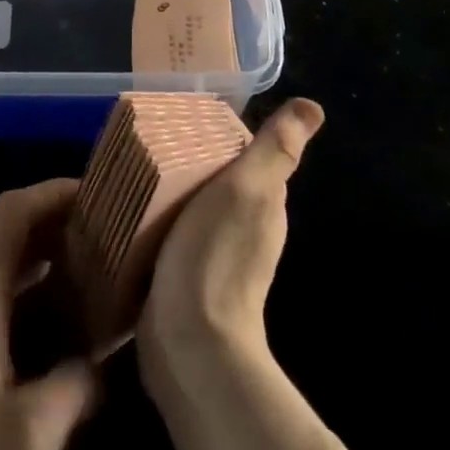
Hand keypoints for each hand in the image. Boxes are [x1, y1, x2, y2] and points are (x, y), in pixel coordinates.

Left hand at [0, 180, 102, 449]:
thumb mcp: (32, 430)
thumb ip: (77, 384)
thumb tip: (104, 360)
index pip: (10, 212)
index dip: (51, 192)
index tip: (99, 194)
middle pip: (10, 230)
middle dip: (59, 219)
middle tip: (111, 229)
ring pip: (8, 262)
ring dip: (50, 254)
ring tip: (100, 264)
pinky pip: (5, 294)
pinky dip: (39, 288)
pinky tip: (70, 317)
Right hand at [138, 98, 323, 380]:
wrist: (190, 343)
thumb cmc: (217, 254)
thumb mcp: (247, 188)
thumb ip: (275, 149)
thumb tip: (313, 106)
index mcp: (266, 205)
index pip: (246, 158)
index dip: (221, 139)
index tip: (186, 122)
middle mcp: (248, 231)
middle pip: (218, 182)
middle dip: (192, 163)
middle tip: (153, 143)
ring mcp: (217, 259)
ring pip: (195, 209)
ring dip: (174, 194)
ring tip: (138, 173)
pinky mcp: (186, 280)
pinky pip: (174, 236)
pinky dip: (161, 222)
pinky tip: (136, 214)